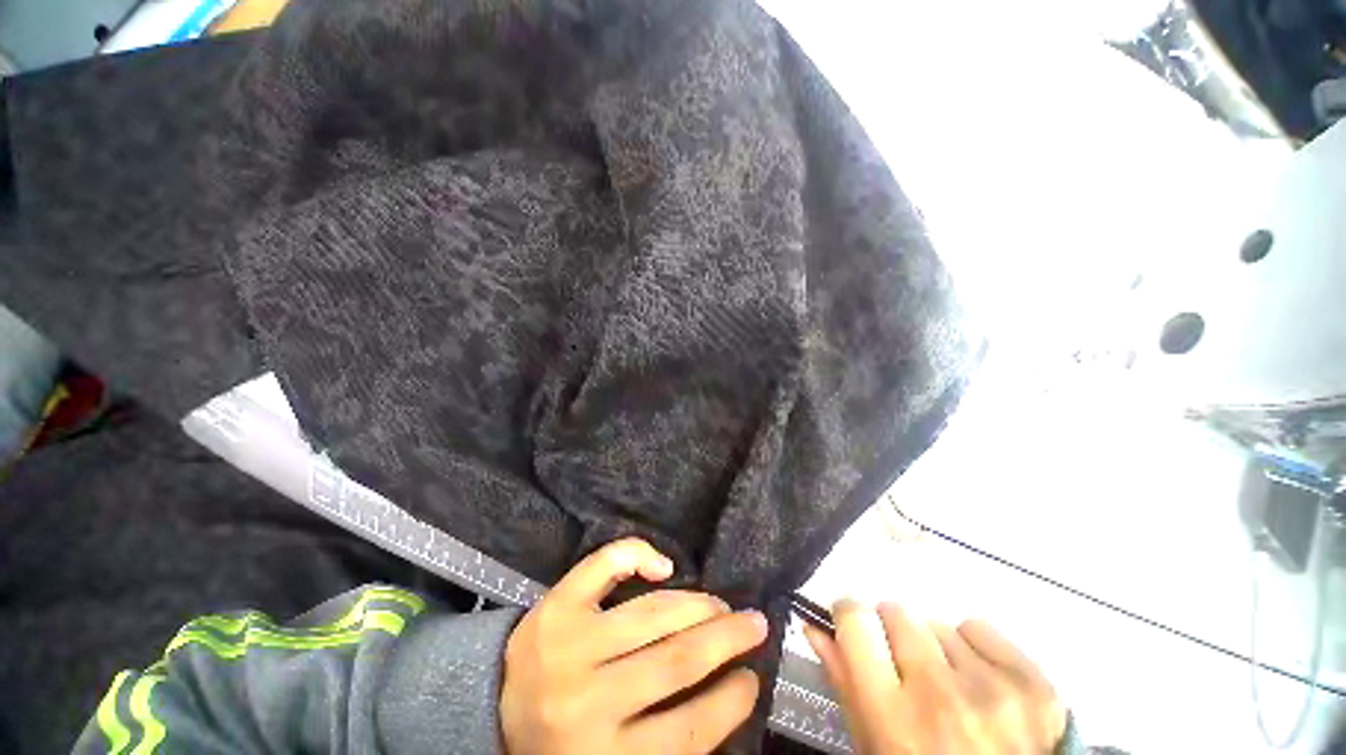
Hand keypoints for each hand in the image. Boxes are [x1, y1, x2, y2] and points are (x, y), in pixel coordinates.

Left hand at [501, 538, 768, 754]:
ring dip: (696, 604)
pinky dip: (638, 555)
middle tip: (753, 624)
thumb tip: (725, 691)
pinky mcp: (555, 606)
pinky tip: (664, 565)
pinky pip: (604, 565)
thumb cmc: (565, 741)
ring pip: (649, 613)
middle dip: (725, 638)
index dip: (730, 702)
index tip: (752, 679)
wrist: (495, 710)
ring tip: (721, 604)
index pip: (687, 733)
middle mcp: (586, 702)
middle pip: (674, 662)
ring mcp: (568, 645)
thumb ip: (665, 735)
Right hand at [804, 600, 1065, 754]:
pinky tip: (980, 682)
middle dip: (892, 631)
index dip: (849, 616)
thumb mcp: (873, 746)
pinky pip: (979, 629)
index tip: (853, 625)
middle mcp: (940, 695)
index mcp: (893, 717)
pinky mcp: (1035, 684)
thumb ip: (843, 682)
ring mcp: (994, 689)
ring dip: (934, 647)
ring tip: (949, 686)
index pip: (856, 620)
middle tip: (904, 665)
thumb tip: (814, 625)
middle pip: (897, 612)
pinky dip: (972, 648)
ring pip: (937, 624)